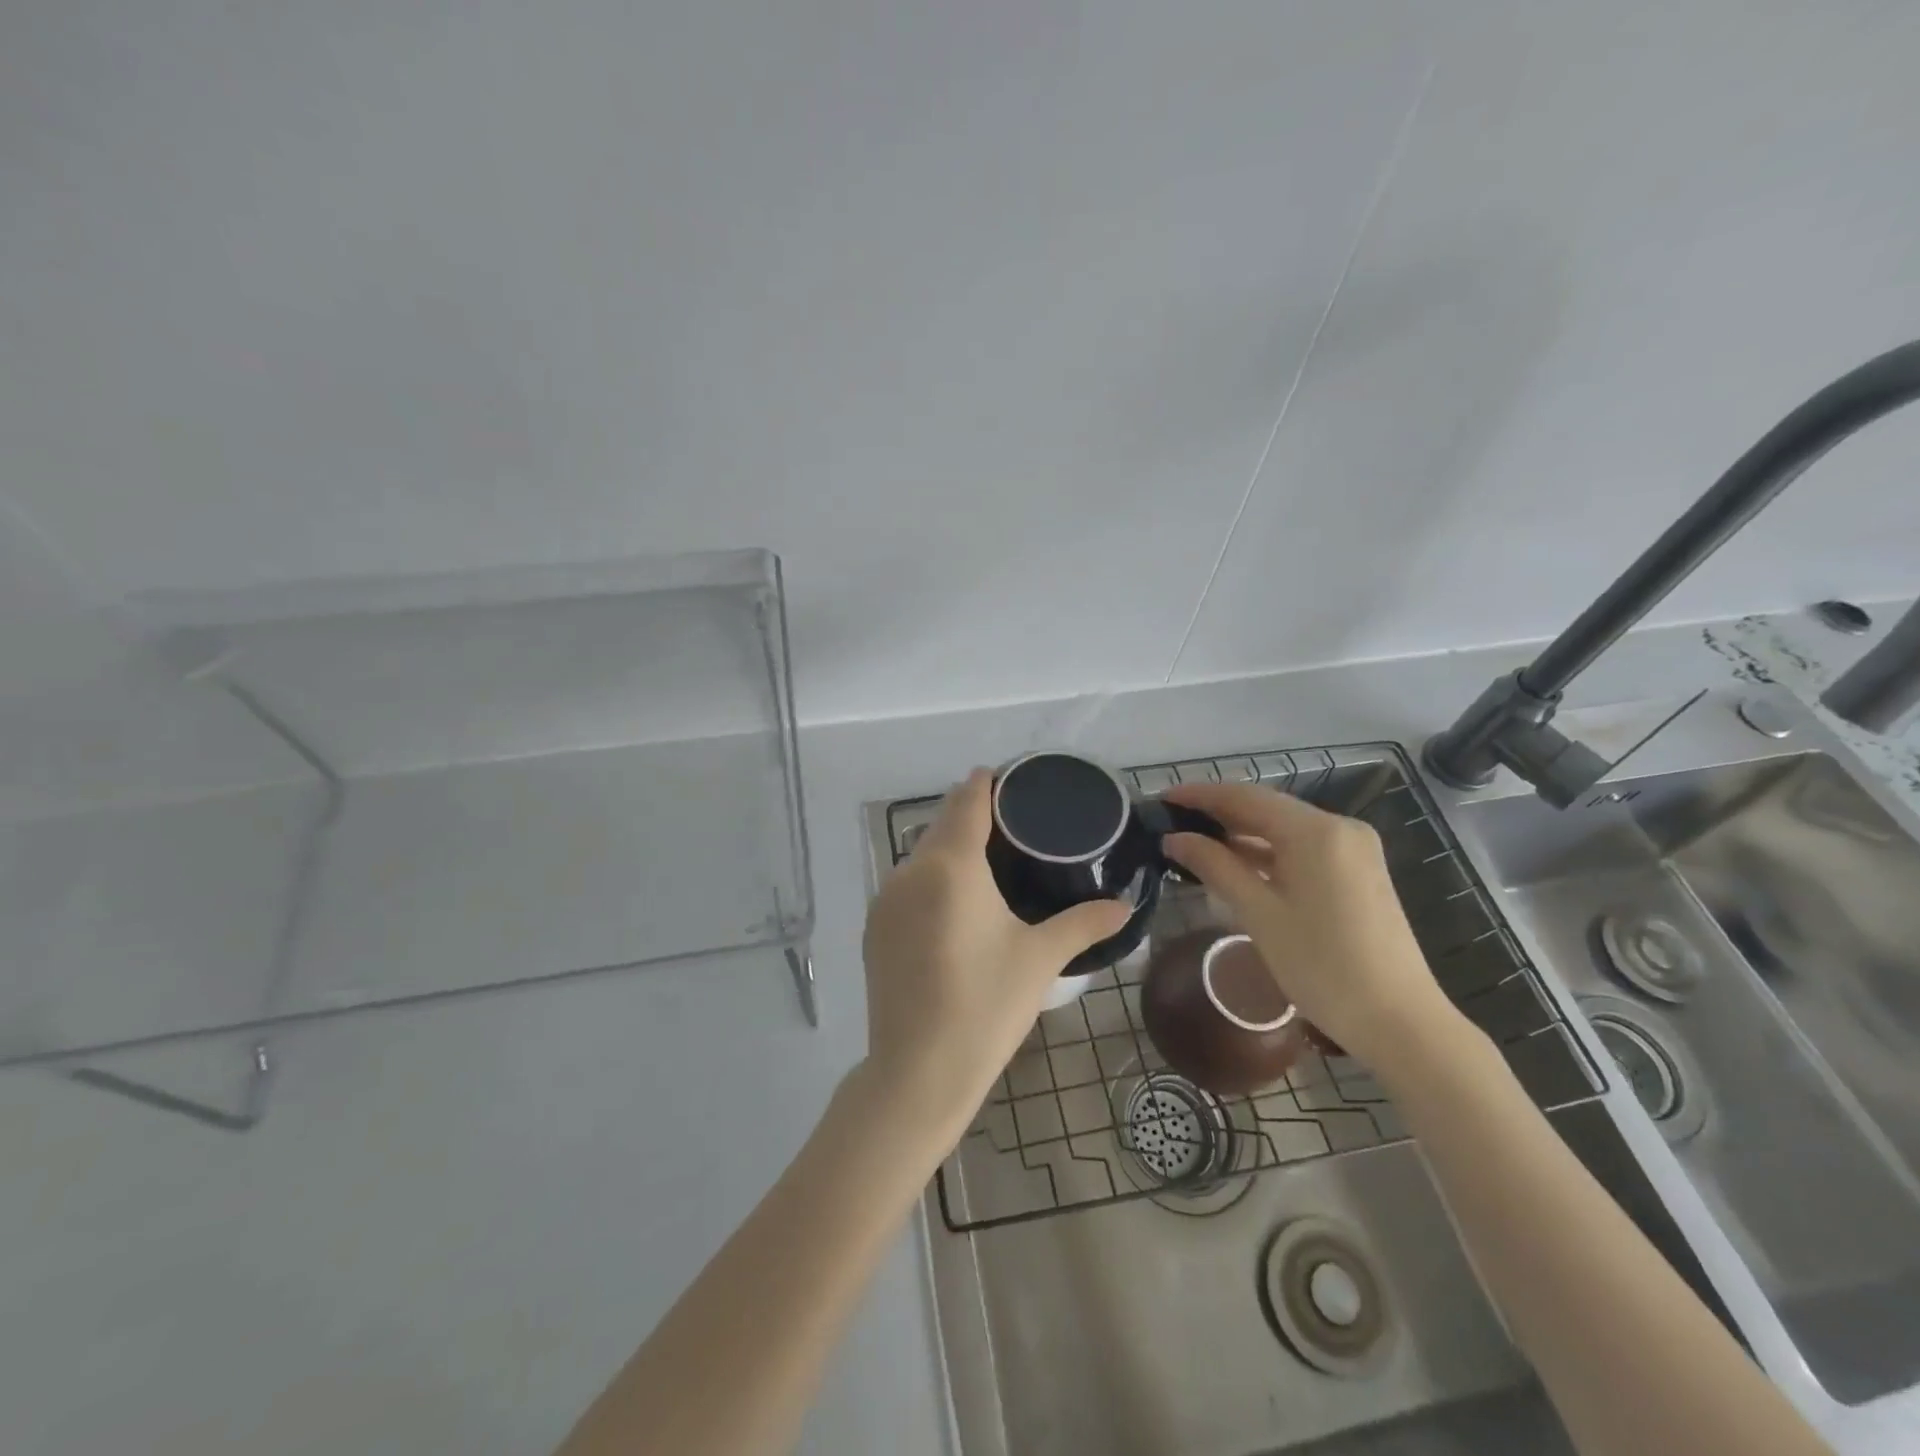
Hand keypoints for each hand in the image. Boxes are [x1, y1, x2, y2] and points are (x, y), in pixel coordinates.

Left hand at [861, 769, 1131, 1151]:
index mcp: (951, 865)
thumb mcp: (1040, 959)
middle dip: (971, 813)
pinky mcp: (874, 927)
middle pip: (942, 822)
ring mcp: (885, 899)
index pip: (967, 800)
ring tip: (988, 859)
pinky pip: (906, 882)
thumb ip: (1084, 923)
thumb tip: (1125, 907)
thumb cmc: (986, 1005)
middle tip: (1013, 822)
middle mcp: (910, 870)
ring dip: (950, 846)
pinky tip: (954, 901)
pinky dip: (931, 876)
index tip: (1012, 779)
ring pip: (921, 853)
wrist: (918, 1071)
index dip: (987, 783)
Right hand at [1160, 781, 1458, 1068]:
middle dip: (1218, 814)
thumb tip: (1174, 839)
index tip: (1162, 800)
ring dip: (1241, 835)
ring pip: (1284, 829)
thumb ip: (1215, 866)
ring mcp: (1353, 849)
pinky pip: (1302, 848)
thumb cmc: (1322, 966)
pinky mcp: (1358, 871)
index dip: (1200, 795)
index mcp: (1315, 831)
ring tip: (1194, 842)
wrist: (1399, 1021)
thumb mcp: (1259, 914)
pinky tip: (1237, 864)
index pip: (1245, 797)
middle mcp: (1339, 828)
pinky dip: (1267, 852)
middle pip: (1266, 809)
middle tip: (1171, 823)